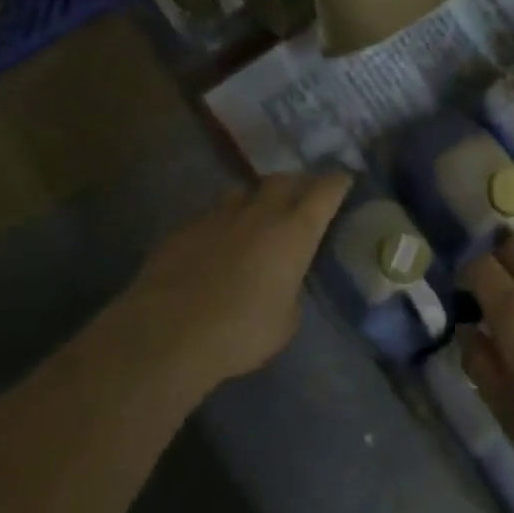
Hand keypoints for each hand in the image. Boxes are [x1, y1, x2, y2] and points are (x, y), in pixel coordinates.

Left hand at [90, 173, 351, 399]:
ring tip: (259, 216)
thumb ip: (290, 291)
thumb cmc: (242, 331)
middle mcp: (259, 213)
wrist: (169, 332)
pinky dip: (224, 224)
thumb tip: (281, 284)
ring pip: (244, 191)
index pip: (325, 191)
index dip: (338, 182)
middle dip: (298, 184)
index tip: (344, 180)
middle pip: (284, 180)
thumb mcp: (286, 320)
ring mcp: (218, 216)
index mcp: (294, 231)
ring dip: (257, 199)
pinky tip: (219, 246)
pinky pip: (213, 216)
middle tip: (303, 197)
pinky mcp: (184, 228)